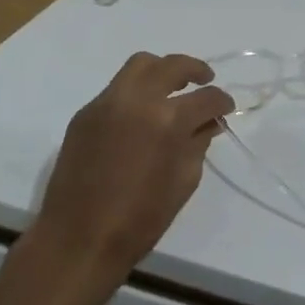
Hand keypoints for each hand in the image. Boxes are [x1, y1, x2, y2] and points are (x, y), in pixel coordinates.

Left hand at [32, 52, 235, 281]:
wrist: (78, 239)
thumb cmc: (140, 220)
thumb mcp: (184, 182)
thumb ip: (198, 144)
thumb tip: (207, 123)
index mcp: (168, 121)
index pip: (206, 98)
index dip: (222, 102)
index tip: (226, 109)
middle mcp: (137, 100)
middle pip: (172, 65)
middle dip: (195, 70)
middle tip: (205, 81)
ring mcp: (107, 102)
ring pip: (140, 65)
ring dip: (162, 70)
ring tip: (172, 87)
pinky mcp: (85, 112)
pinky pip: (116, 89)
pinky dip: (135, 92)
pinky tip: (140, 114)